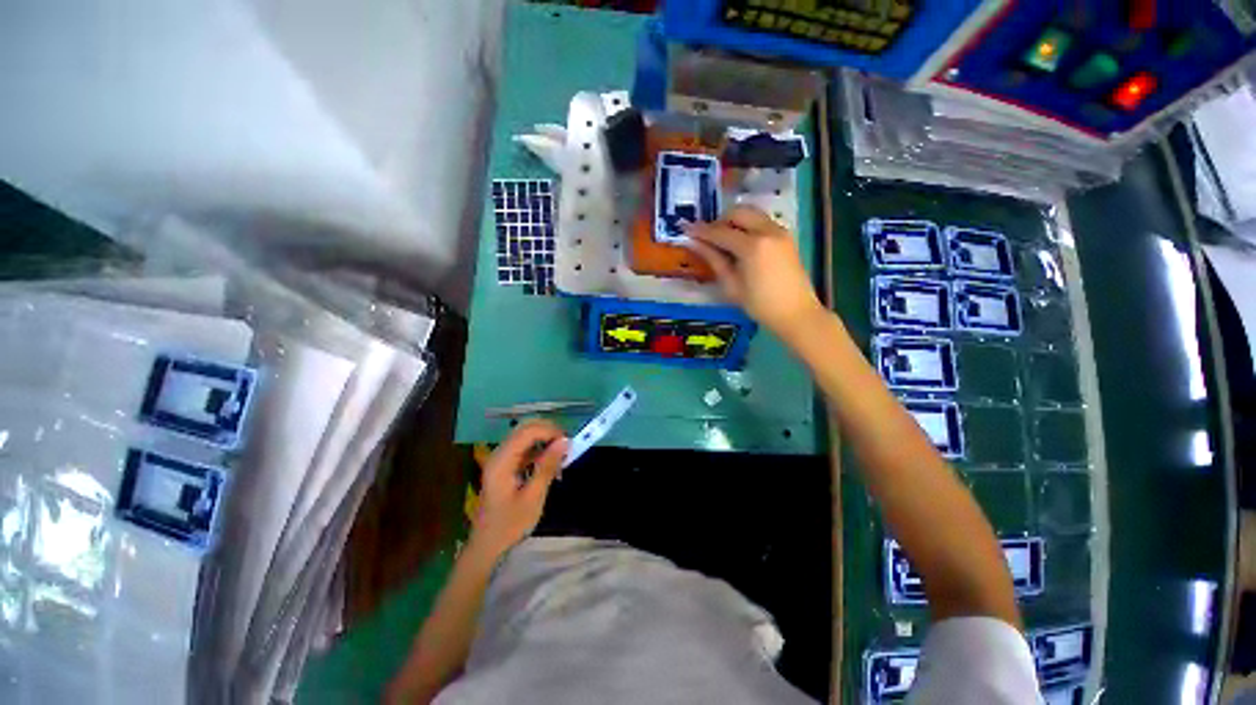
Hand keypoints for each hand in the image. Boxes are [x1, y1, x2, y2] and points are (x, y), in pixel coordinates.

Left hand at [470, 420, 569, 558]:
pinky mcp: (505, 466)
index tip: (568, 442)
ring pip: (525, 436)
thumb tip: (564, 441)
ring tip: (562, 454)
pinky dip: (539, 450)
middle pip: (525, 428)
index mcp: (502, 461)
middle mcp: (499, 454)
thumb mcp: (533, 497)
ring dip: (545, 439)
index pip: (527, 432)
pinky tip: (550, 463)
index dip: (550, 431)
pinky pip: (524, 448)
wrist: (487, 546)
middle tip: (567, 445)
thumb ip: (547, 466)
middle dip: (548, 431)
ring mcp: (500, 459)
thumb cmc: (510, 525)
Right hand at [686, 205, 823, 336]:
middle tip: (708, 237)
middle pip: (738, 212)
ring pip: (752, 213)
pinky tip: (741, 244)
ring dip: (735, 222)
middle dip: (720, 221)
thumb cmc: (760, 305)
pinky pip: (762, 222)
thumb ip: (714, 260)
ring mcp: (779, 231)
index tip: (686, 229)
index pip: (721, 232)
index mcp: (752, 246)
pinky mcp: (786, 236)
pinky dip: (748, 226)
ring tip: (723, 241)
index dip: (701, 231)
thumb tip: (695, 244)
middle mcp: (767, 231)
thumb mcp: (732, 285)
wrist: (796, 313)